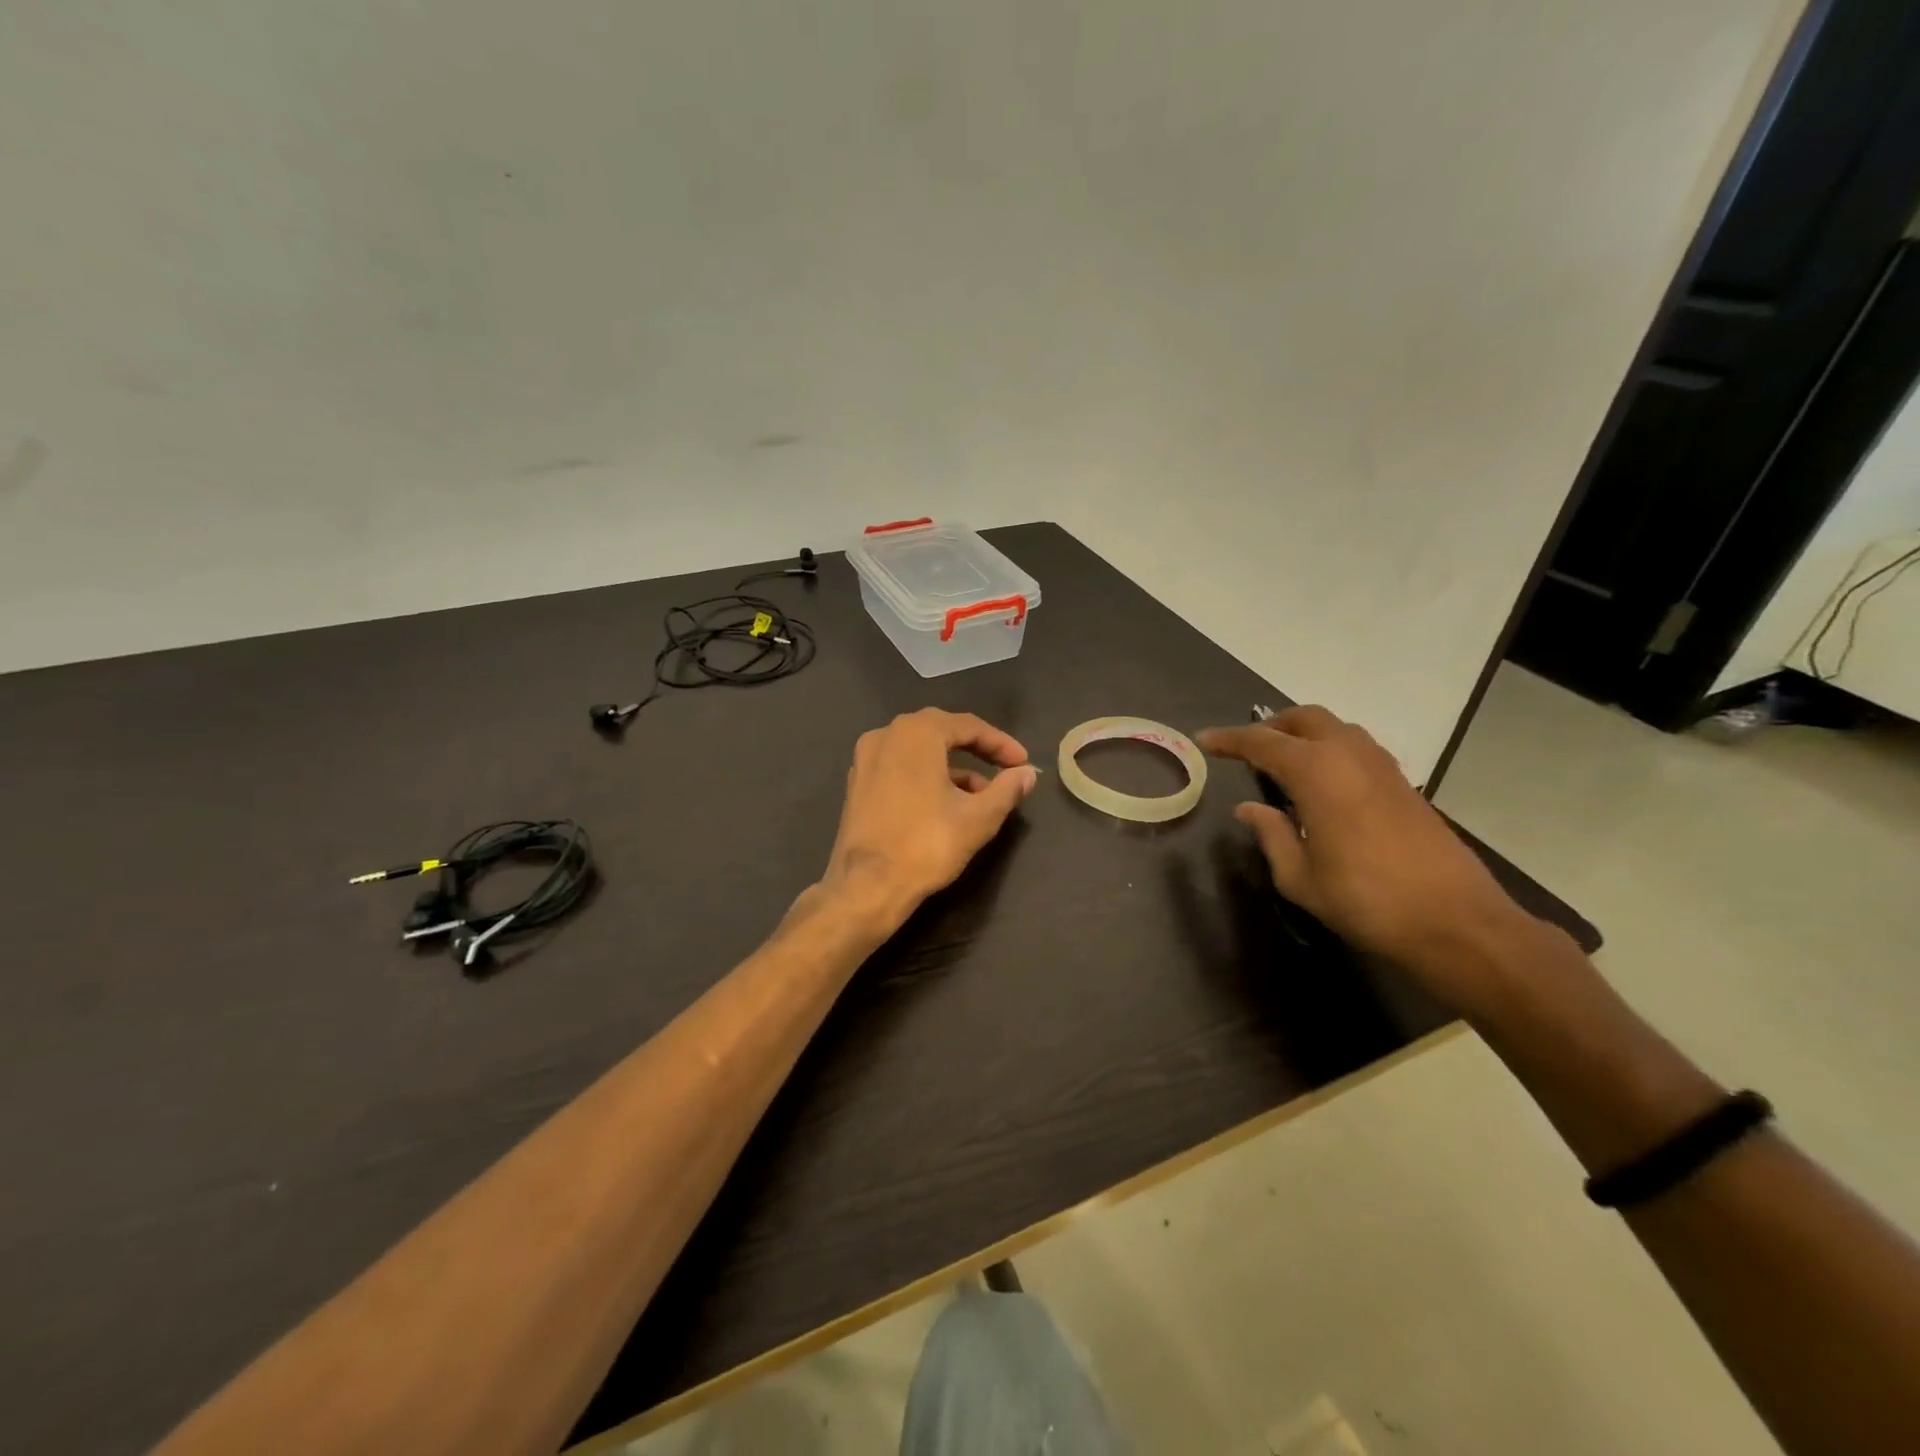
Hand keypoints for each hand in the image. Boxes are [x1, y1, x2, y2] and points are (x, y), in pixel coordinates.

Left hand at [818, 709, 1039, 934]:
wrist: (867, 886)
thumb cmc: (928, 844)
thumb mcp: (979, 817)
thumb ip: (1007, 789)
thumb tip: (1028, 774)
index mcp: (916, 733)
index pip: (968, 726)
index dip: (1001, 743)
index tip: (1023, 763)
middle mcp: (886, 735)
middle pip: (941, 732)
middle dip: (976, 749)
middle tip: (1004, 768)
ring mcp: (866, 758)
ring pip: (919, 751)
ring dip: (952, 766)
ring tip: (981, 794)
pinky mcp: (858, 783)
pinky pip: (900, 766)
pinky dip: (926, 775)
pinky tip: (946, 802)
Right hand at [1198, 706, 1541, 1004]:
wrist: (1455, 920)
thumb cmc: (1366, 900)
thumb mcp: (1301, 877)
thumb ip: (1271, 835)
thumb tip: (1249, 809)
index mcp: (1317, 772)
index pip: (1261, 742)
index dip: (1229, 739)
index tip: (1203, 739)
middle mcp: (1349, 755)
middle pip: (1304, 719)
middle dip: (1270, 726)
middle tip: (1246, 750)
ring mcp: (1382, 766)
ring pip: (1335, 728)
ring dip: (1303, 734)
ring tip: (1281, 763)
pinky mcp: (1403, 784)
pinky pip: (1356, 748)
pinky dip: (1329, 750)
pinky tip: (1321, 784)